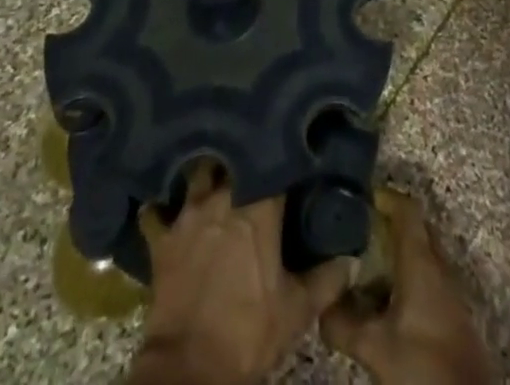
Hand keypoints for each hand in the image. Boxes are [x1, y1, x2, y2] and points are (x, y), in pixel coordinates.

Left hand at [128, 164, 352, 384]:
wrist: (190, 370)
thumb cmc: (248, 333)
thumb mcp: (295, 311)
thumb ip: (326, 280)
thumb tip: (352, 259)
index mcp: (258, 206)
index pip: (274, 162)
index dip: (283, 154)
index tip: (292, 147)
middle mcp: (221, 196)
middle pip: (234, 158)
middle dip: (244, 154)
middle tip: (254, 154)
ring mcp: (188, 213)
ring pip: (198, 173)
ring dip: (207, 171)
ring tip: (216, 167)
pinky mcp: (162, 236)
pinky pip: (158, 209)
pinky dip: (163, 204)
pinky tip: (168, 200)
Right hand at [322, 190, 492, 384]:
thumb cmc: (422, 364)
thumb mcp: (374, 347)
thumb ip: (342, 323)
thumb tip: (319, 306)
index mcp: (421, 261)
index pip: (406, 209)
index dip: (384, 197)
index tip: (359, 198)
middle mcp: (439, 266)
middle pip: (415, 228)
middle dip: (388, 223)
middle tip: (357, 229)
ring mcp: (449, 289)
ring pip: (421, 254)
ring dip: (397, 253)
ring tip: (365, 264)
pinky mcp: (452, 312)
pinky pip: (427, 277)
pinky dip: (406, 276)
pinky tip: (386, 299)